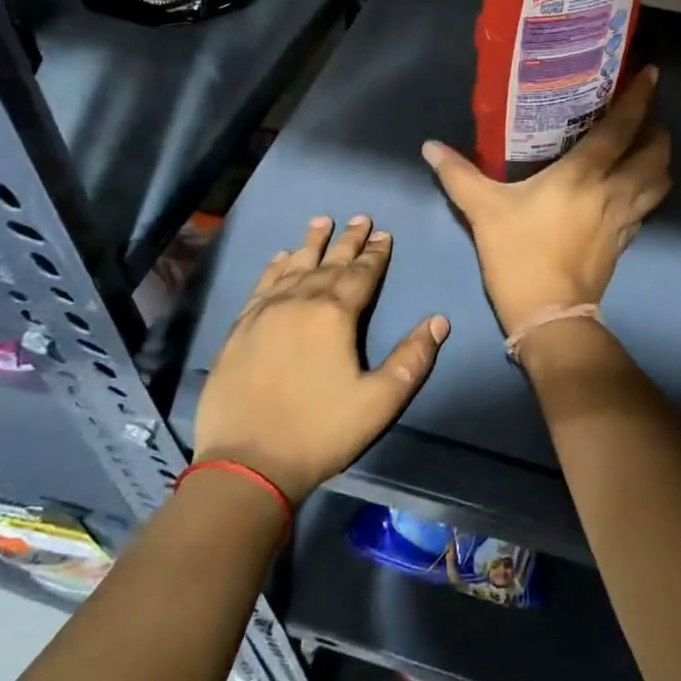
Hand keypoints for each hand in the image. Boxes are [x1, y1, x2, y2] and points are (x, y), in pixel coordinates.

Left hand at [191, 215, 449, 502]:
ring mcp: (266, 312)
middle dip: (348, 240)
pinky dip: (274, 267)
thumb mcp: (380, 401)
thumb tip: (440, 320)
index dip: (376, 253)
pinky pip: (262, 285)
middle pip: (330, 262)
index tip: (384, 233)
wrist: (246, 463)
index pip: (362, 274)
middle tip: (360, 217)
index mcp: (335, 314)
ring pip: (294, 266)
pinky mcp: (241, 328)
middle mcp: (300, 302)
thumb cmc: (320, 431)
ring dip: (311, 243)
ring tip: (321, 221)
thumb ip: (412, 358)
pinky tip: (280, 257)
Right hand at [422, 66, 671, 335]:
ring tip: (647, 146)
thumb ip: (459, 175)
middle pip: (655, 153)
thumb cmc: (519, 254)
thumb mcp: (484, 211)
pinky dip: (651, 188)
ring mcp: (625, 217)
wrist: (549, 315)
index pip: (622, 128)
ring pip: (660, 180)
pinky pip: (649, 205)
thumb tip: (430, 146)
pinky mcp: (626, 240)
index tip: (652, 74)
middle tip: (647, 114)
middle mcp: (614, 190)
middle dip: (658, 129)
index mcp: (584, 174)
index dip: (640, 98)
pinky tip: (636, 186)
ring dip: (660, 159)